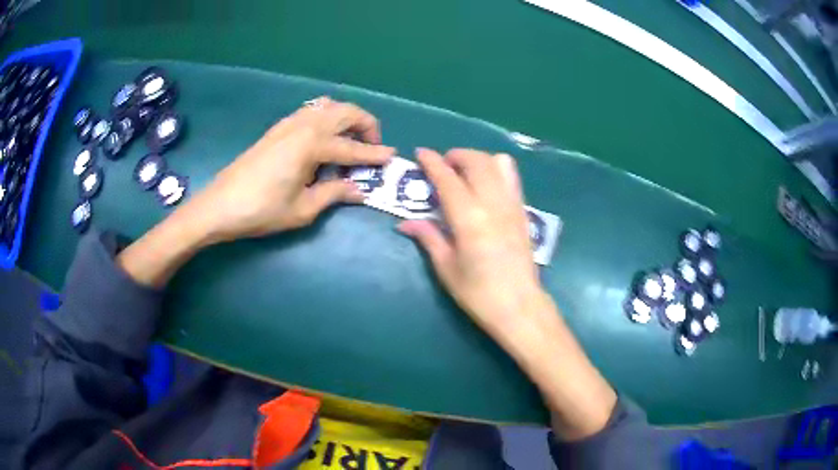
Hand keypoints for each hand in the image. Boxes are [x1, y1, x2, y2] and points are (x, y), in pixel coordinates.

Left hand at [117, 98, 392, 286]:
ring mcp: (288, 123)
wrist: (219, 205)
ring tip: (350, 141)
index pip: (352, 148)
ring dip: (345, 118)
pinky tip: (323, 140)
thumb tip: (360, 190)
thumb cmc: (261, 211)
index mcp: (312, 145)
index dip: (374, 154)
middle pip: (345, 112)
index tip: (392, 156)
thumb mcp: (303, 209)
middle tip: (372, 146)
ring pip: (327, 106)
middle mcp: (304, 125)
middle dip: (365, 125)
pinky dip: (326, 118)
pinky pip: (310, 112)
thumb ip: (334, 193)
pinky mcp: (277, 128)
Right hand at [399, 148, 616, 440]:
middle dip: (456, 155)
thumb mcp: (447, 268)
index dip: (432, 162)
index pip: (447, 178)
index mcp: (469, 218)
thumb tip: (405, 222)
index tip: (421, 153)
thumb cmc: (478, 293)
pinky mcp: (523, 211)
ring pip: (497, 163)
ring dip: (477, 159)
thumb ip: (428, 237)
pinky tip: (487, 185)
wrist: (519, 306)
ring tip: (465, 172)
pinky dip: (497, 169)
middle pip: (476, 161)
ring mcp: (512, 205)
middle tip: (443, 165)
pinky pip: (512, 177)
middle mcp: (492, 203)